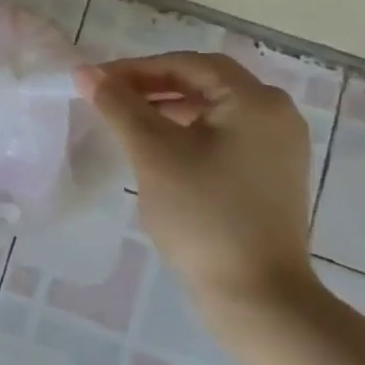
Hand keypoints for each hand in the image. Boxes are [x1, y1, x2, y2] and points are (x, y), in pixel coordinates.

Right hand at [77, 51, 314, 306]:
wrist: (259, 299)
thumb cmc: (204, 215)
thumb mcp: (153, 153)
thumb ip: (118, 105)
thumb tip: (84, 71)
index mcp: (255, 99)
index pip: (187, 64)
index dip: (137, 69)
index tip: (97, 82)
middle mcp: (276, 113)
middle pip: (205, 82)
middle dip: (154, 86)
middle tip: (111, 98)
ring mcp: (280, 147)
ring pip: (215, 110)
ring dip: (171, 109)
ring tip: (130, 122)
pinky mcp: (274, 176)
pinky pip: (227, 135)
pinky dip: (192, 133)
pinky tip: (162, 150)